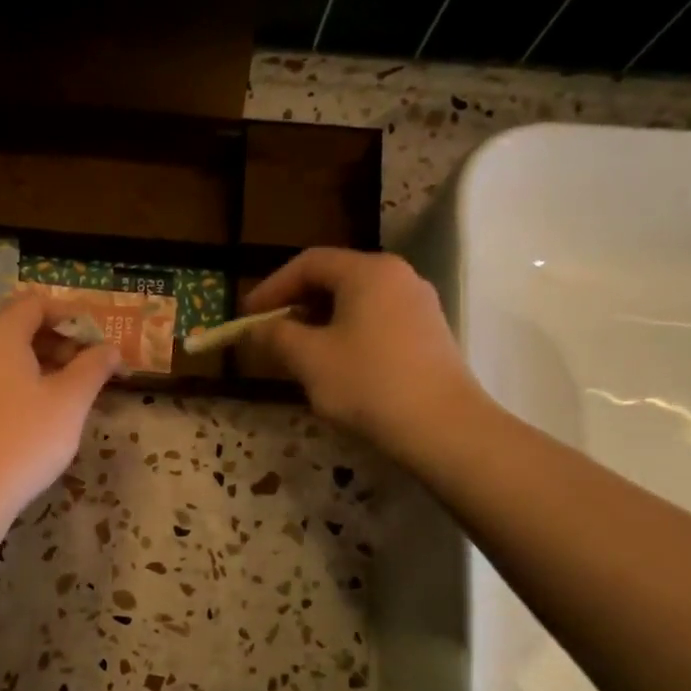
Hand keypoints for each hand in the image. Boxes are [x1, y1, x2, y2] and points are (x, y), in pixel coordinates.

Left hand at [0, 292, 123, 529]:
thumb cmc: (22, 440)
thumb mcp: (69, 401)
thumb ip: (93, 367)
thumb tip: (110, 349)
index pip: (36, 303)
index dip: (73, 316)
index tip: (101, 340)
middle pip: (21, 327)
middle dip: (62, 341)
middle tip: (93, 369)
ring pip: (9, 355)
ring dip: (45, 364)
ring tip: (75, 392)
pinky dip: (24, 383)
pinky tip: (44, 413)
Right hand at [241, 248, 487, 461]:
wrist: (443, 427)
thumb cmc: (368, 383)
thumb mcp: (309, 359)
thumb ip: (276, 336)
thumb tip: (255, 329)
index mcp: (368, 271)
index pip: (308, 263)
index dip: (272, 287)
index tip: (247, 316)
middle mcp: (397, 277)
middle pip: (334, 278)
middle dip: (296, 304)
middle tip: (269, 332)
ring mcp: (418, 305)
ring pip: (356, 302)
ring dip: (320, 321)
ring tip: (297, 352)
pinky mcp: (429, 334)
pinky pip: (376, 321)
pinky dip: (347, 333)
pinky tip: (335, 365)